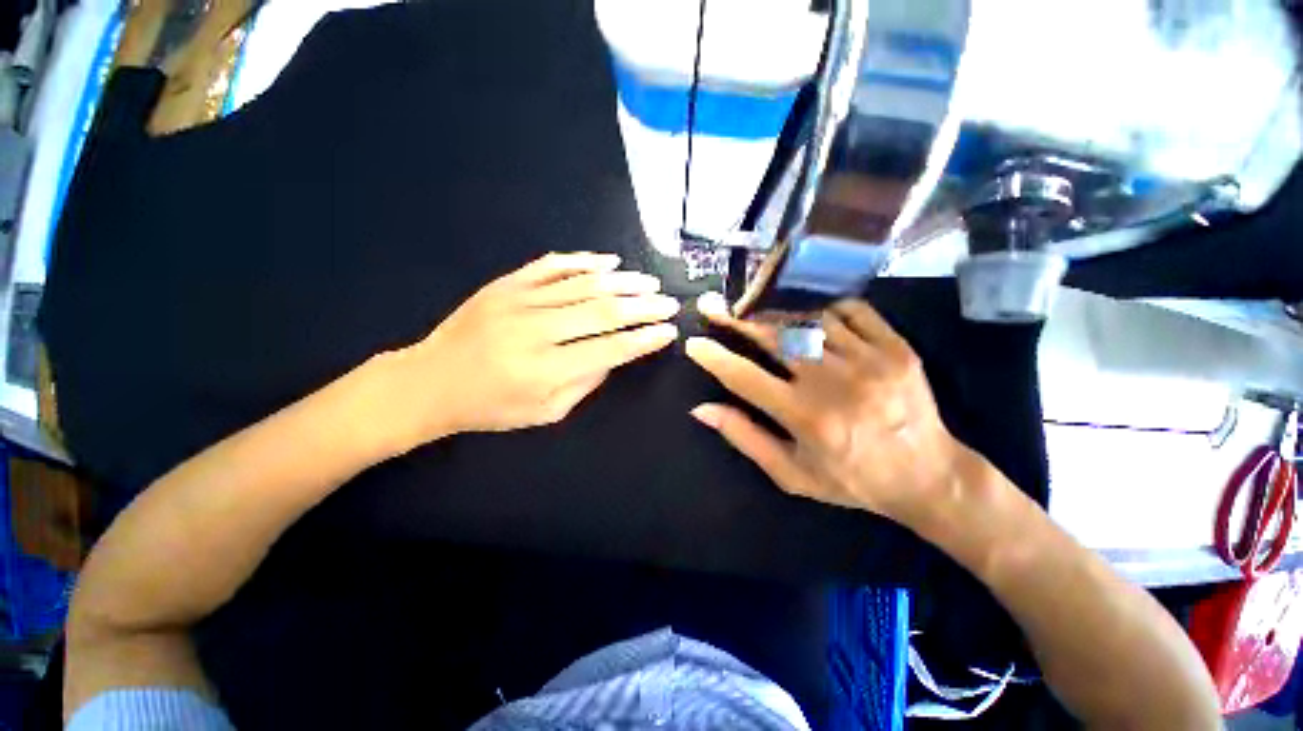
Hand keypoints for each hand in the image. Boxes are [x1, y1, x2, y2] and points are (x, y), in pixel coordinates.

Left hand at [388, 252, 679, 445]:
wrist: (429, 382)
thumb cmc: (490, 407)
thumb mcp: (545, 412)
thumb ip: (585, 383)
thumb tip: (614, 355)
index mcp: (545, 369)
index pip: (610, 348)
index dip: (644, 339)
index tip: (668, 331)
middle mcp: (536, 329)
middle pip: (602, 311)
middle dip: (643, 307)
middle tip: (668, 303)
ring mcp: (518, 300)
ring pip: (583, 284)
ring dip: (623, 282)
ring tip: (649, 282)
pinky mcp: (505, 284)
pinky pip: (551, 266)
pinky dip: (583, 262)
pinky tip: (608, 262)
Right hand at [685, 293, 961, 524]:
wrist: (928, 475)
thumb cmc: (851, 479)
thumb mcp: (791, 474)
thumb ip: (745, 438)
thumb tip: (702, 410)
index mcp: (805, 416)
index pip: (744, 377)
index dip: (714, 358)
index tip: (693, 343)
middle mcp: (833, 382)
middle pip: (773, 336)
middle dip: (736, 319)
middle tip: (713, 306)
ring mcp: (868, 359)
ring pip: (808, 318)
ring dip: (773, 309)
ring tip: (751, 302)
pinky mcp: (896, 347)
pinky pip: (852, 310)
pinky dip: (823, 305)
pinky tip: (807, 309)